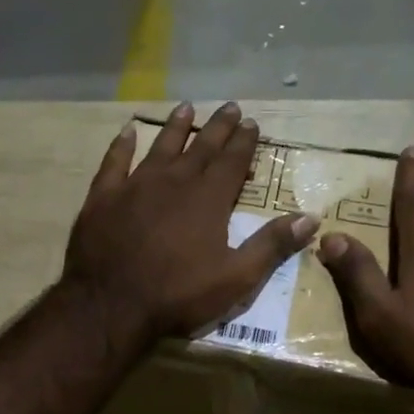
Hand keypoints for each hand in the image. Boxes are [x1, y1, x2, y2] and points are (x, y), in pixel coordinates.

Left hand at [64, 102, 318, 346]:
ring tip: (186, 108)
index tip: (252, 123)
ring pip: (160, 148)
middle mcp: (173, 182)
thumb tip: (310, 218)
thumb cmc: (177, 296)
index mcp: (208, 200)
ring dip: (175, 128)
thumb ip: (271, 246)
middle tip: (229, 107)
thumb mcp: (235, 279)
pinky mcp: (103, 198)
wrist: (111, 306)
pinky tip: (128, 132)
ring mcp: (134, 187)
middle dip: (217, 128)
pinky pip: (114, 163)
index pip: (232, 162)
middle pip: (200, 148)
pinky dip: (122, 146)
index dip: (244, 142)